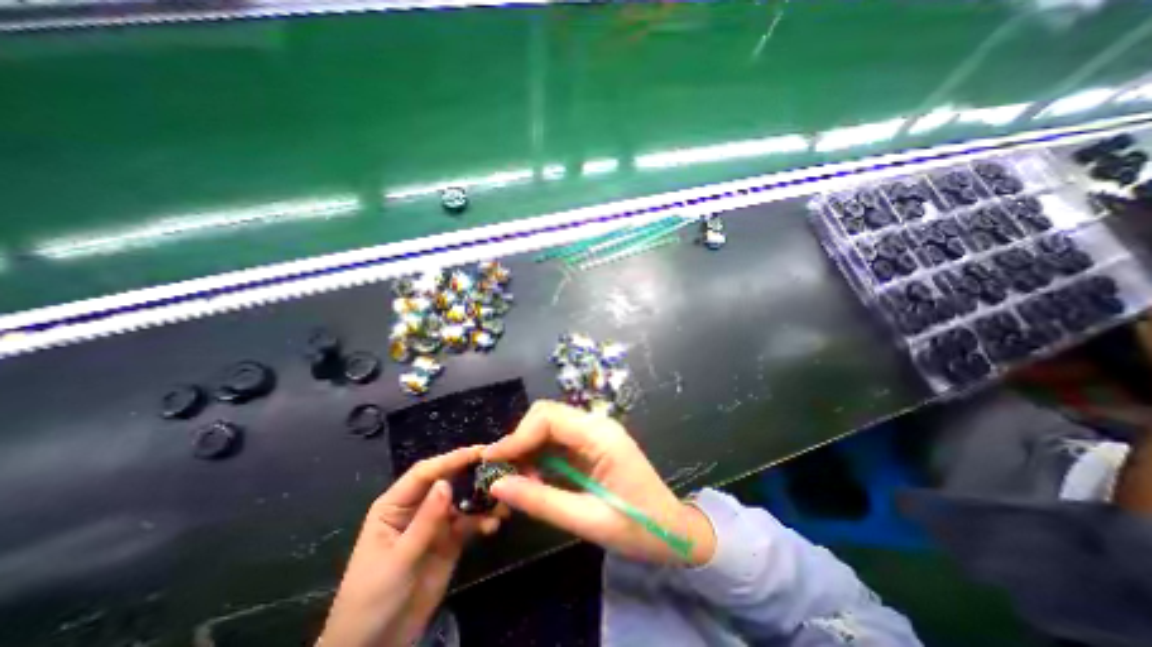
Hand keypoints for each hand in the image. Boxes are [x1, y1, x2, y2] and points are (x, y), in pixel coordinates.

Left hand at [322, 448, 504, 643]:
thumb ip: (424, 521)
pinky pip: (471, 522)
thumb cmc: (372, 600)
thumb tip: (446, 483)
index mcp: (396, 505)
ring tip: (503, 499)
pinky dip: (484, 520)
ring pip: (463, 500)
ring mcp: (436, 523)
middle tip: (500, 464)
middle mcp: (418, 507)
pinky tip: (494, 524)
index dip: (451, 460)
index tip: (480, 452)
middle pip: (448, 479)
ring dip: (483, 498)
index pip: (425, 473)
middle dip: (472, 472)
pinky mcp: (451, 540)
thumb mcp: (398, 559)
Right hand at [477, 399, 712, 564]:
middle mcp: (597, 425)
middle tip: (504, 473)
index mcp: (601, 436)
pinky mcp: (592, 444)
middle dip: (520, 439)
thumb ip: (540, 500)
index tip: (492, 462)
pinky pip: (558, 439)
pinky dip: (540, 455)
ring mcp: (595, 432)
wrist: (672, 530)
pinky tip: (536, 478)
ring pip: (549, 425)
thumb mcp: (587, 520)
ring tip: (518, 481)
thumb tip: (496, 485)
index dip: (517, 436)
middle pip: (547, 414)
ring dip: (529, 448)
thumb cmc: (637, 527)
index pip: (549, 417)